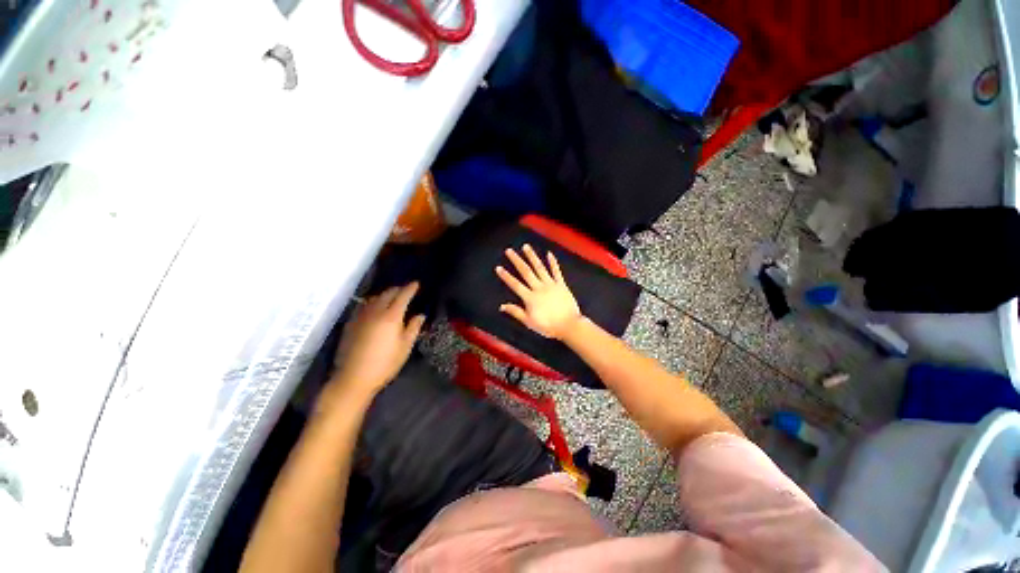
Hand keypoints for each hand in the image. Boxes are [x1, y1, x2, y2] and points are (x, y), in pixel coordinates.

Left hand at [330, 283, 425, 399]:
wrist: (353, 378)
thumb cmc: (385, 363)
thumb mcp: (405, 347)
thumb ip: (413, 328)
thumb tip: (420, 315)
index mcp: (391, 316)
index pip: (403, 296)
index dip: (410, 289)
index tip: (416, 284)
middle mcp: (375, 311)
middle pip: (387, 293)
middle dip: (397, 289)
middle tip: (405, 291)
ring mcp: (361, 316)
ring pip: (374, 298)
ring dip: (384, 295)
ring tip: (391, 298)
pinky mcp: (351, 323)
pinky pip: (363, 305)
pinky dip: (372, 302)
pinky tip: (374, 308)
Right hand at [496, 244, 582, 338]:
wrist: (569, 325)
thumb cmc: (548, 326)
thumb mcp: (529, 322)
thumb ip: (516, 312)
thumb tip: (502, 306)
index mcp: (530, 298)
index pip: (515, 285)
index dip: (506, 276)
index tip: (499, 268)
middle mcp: (539, 288)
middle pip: (526, 272)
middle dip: (516, 260)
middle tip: (509, 251)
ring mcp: (551, 284)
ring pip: (540, 268)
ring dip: (532, 256)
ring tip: (526, 247)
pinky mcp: (561, 284)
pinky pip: (556, 271)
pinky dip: (553, 262)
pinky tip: (549, 254)